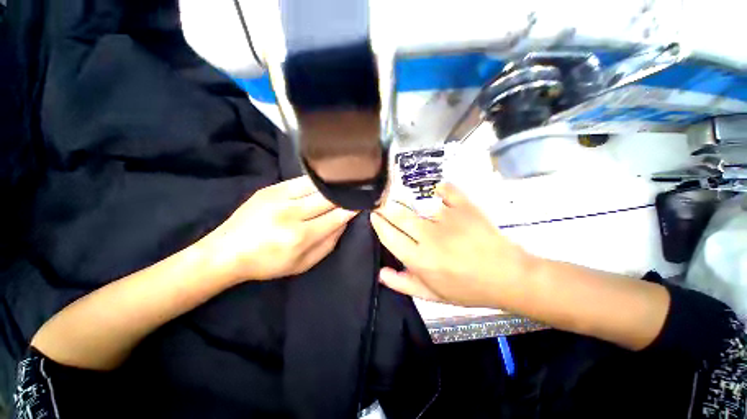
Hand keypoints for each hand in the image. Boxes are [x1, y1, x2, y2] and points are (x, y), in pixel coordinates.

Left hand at [201, 176, 356, 282]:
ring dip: (333, 185)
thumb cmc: (268, 263)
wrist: (227, 251)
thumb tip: (344, 223)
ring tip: (344, 182)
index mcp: (300, 236)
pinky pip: (301, 180)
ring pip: (316, 185)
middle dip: (345, 194)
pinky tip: (325, 180)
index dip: (352, 209)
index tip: (362, 203)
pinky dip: (317, 181)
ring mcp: (279, 197)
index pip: (336, 217)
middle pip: (328, 198)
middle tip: (357, 190)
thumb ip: (328, 244)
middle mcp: (291, 213)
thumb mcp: (303, 264)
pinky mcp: (271, 188)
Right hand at [371, 183, 533, 307]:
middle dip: (385, 208)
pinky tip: (436, 190)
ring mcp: (447, 219)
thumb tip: (381, 272)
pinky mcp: (465, 207)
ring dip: (405, 198)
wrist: (508, 276)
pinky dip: (439, 187)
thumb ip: (404, 284)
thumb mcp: (433, 296)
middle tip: (381, 203)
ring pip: (417, 203)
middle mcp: (429, 237)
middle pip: (399, 216)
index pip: (389, 236)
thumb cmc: (468, 289)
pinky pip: (446, 190)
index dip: (378, 224)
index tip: (374, 215)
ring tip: (400, 196)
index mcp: (420, 260)